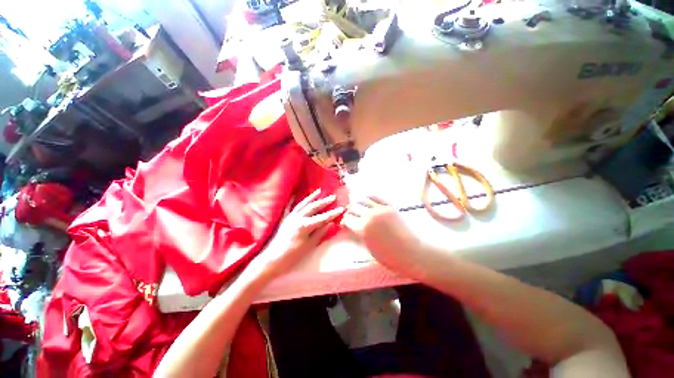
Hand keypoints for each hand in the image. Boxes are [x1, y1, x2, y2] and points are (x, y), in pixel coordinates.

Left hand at [252, 189, 344, 279]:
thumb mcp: (309, 246)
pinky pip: (291, 207)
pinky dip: (294, 200)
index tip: (342, 208)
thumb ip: (320, 233)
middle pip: (313, 207)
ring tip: (318, 191)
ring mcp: (290, 217)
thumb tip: (331, 223)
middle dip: (324, 202)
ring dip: (311, 197)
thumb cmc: (292, 255)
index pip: (322, 217)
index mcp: (304, 225)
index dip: (333, 213)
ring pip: (303, 204)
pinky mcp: (285, 219)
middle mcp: (297, 218)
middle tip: (333, 197)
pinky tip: (295, 195)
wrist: (272, 259)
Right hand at [341, 197, 422, 278]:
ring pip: (363, 199)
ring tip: (359, 208)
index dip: (345, 221)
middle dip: (350, 211)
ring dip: (358, 203)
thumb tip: (351, 227)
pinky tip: (368, 201)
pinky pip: (376, 196)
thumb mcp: (369, 248)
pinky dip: (369, 197)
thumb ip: (359, 235)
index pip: (347, 218)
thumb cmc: (389, 257)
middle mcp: (369, 215)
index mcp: (362, 228)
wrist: (412, 253)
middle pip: (353, 207)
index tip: (346, 224)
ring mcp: (380, 209)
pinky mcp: (390, 206)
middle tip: (351, 216)